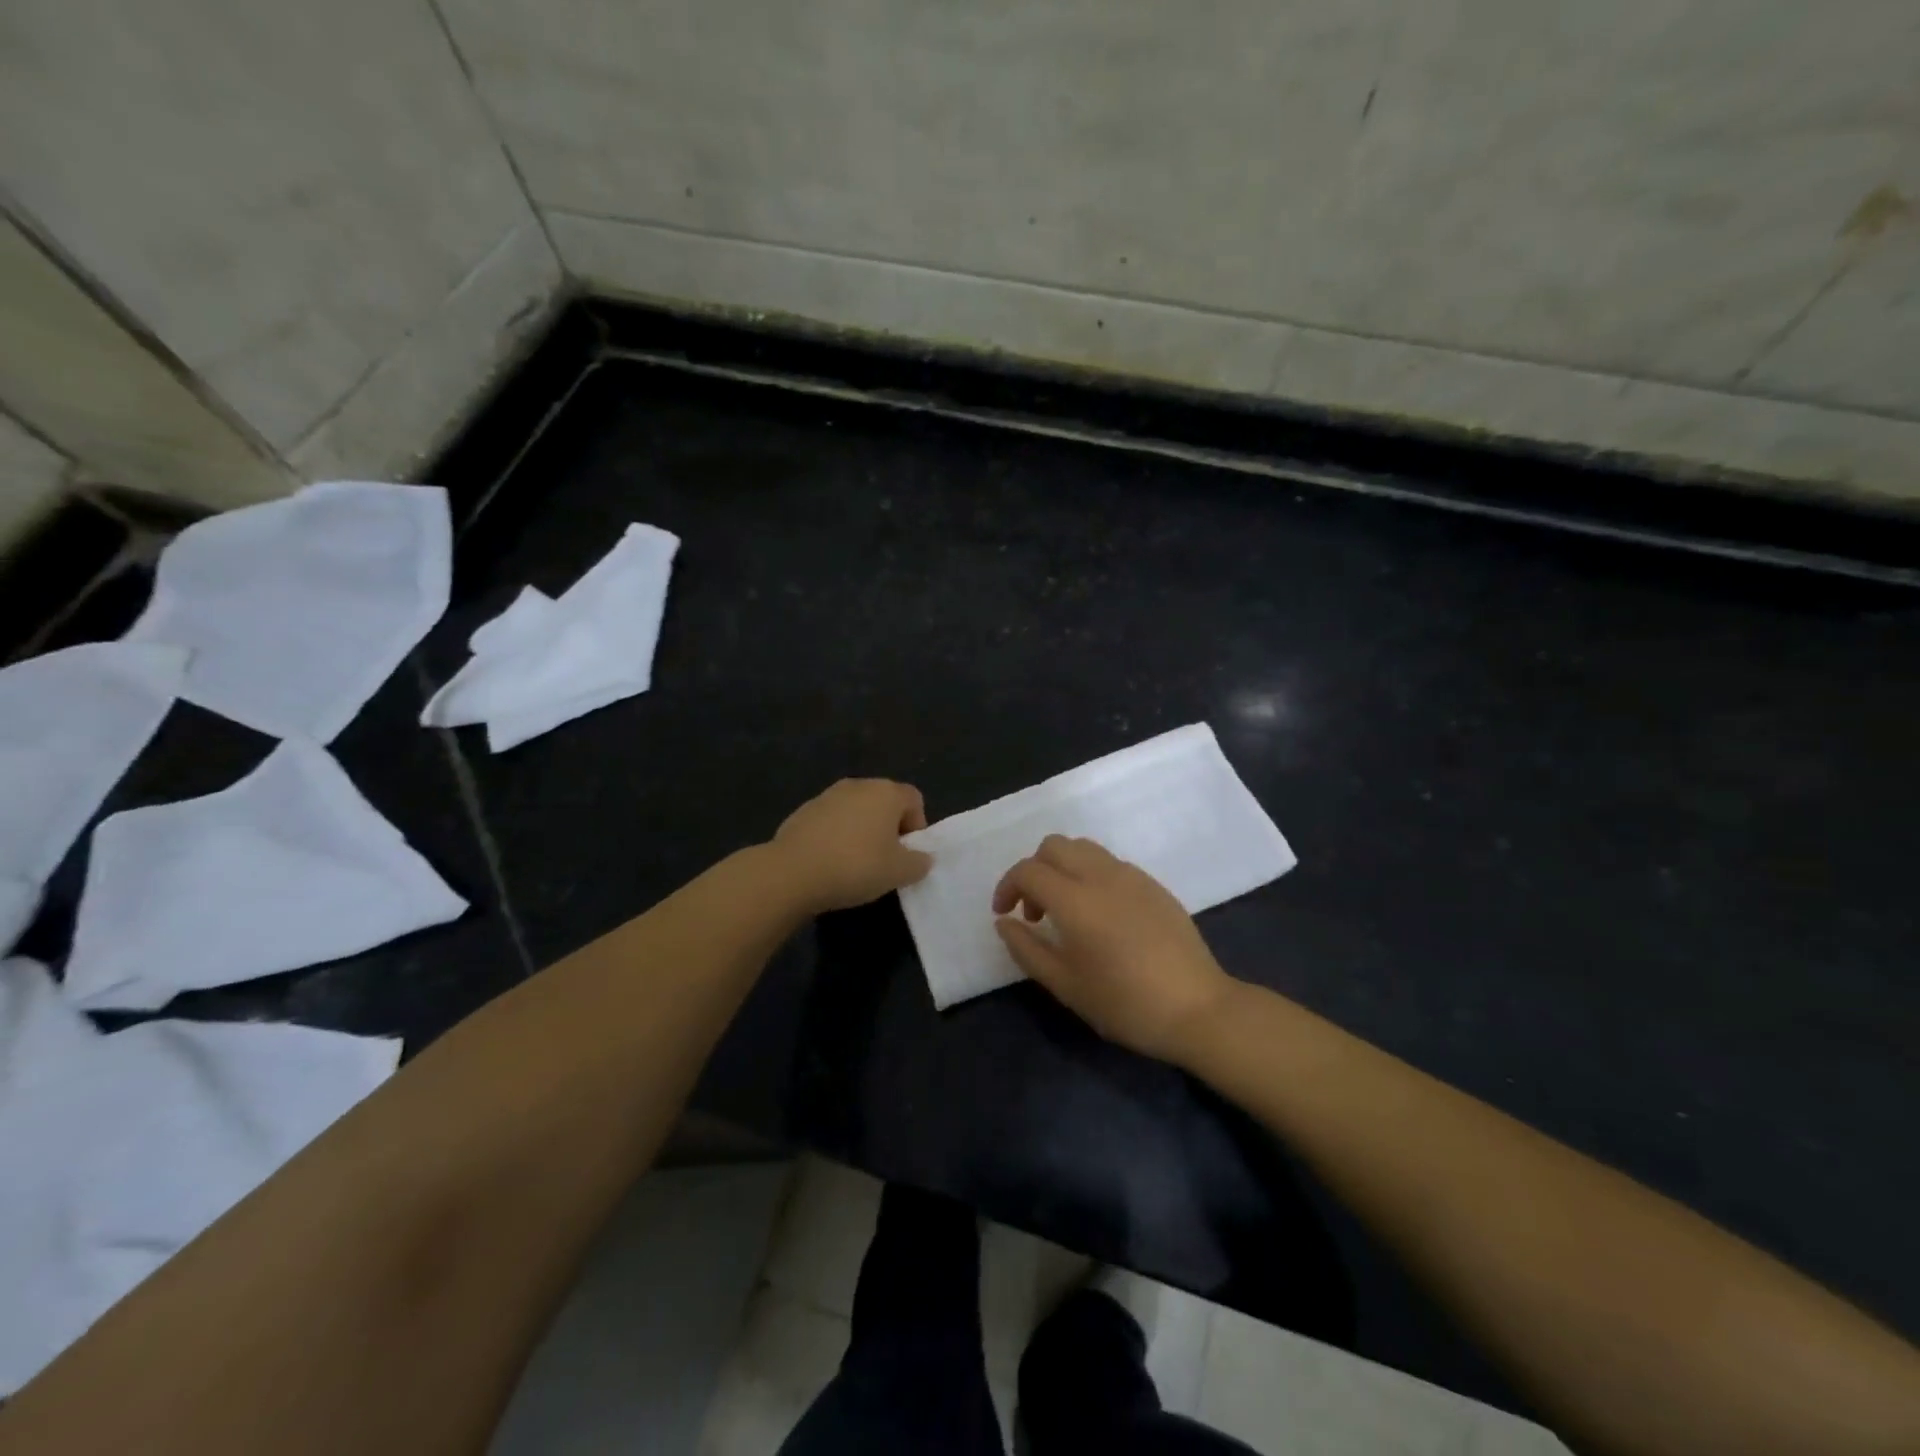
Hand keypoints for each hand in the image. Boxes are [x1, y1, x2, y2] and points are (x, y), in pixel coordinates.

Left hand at [770, 779, 932, 912]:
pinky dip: (836, 836)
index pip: (914, 799)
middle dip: (889, 828)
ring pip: (856, 810)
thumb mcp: (899, 872)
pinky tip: (829, 862)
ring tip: (855, 863)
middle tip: (885, 860)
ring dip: (862, 831)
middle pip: (884, 802)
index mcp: (886, 792)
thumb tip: (922, 858)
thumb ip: (919, 863)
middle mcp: (858, 785)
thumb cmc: (855, 866)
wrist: (792, 872)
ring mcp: (827, 795)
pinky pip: (831, 821)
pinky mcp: (803, 811)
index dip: (917, 826)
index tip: (907, 854)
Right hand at [993, 836, 1236, 1063]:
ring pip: (1083, 848)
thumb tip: (1004, 922)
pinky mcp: (1153, 884)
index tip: (1004, 914)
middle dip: (1034, 870)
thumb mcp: (1066, 985)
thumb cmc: (1125, 1004)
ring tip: (1066, 911)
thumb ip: (1027, 949)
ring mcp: (1132, 876)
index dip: (1007, 887)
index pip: (1028, 870)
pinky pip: (1110, 863)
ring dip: (1063, 868)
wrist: (1198, 1009)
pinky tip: (1100, 915)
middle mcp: (1102, 875)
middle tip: (1035, 911)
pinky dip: (1090, 875)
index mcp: (1076, 899)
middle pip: (1054, 845)